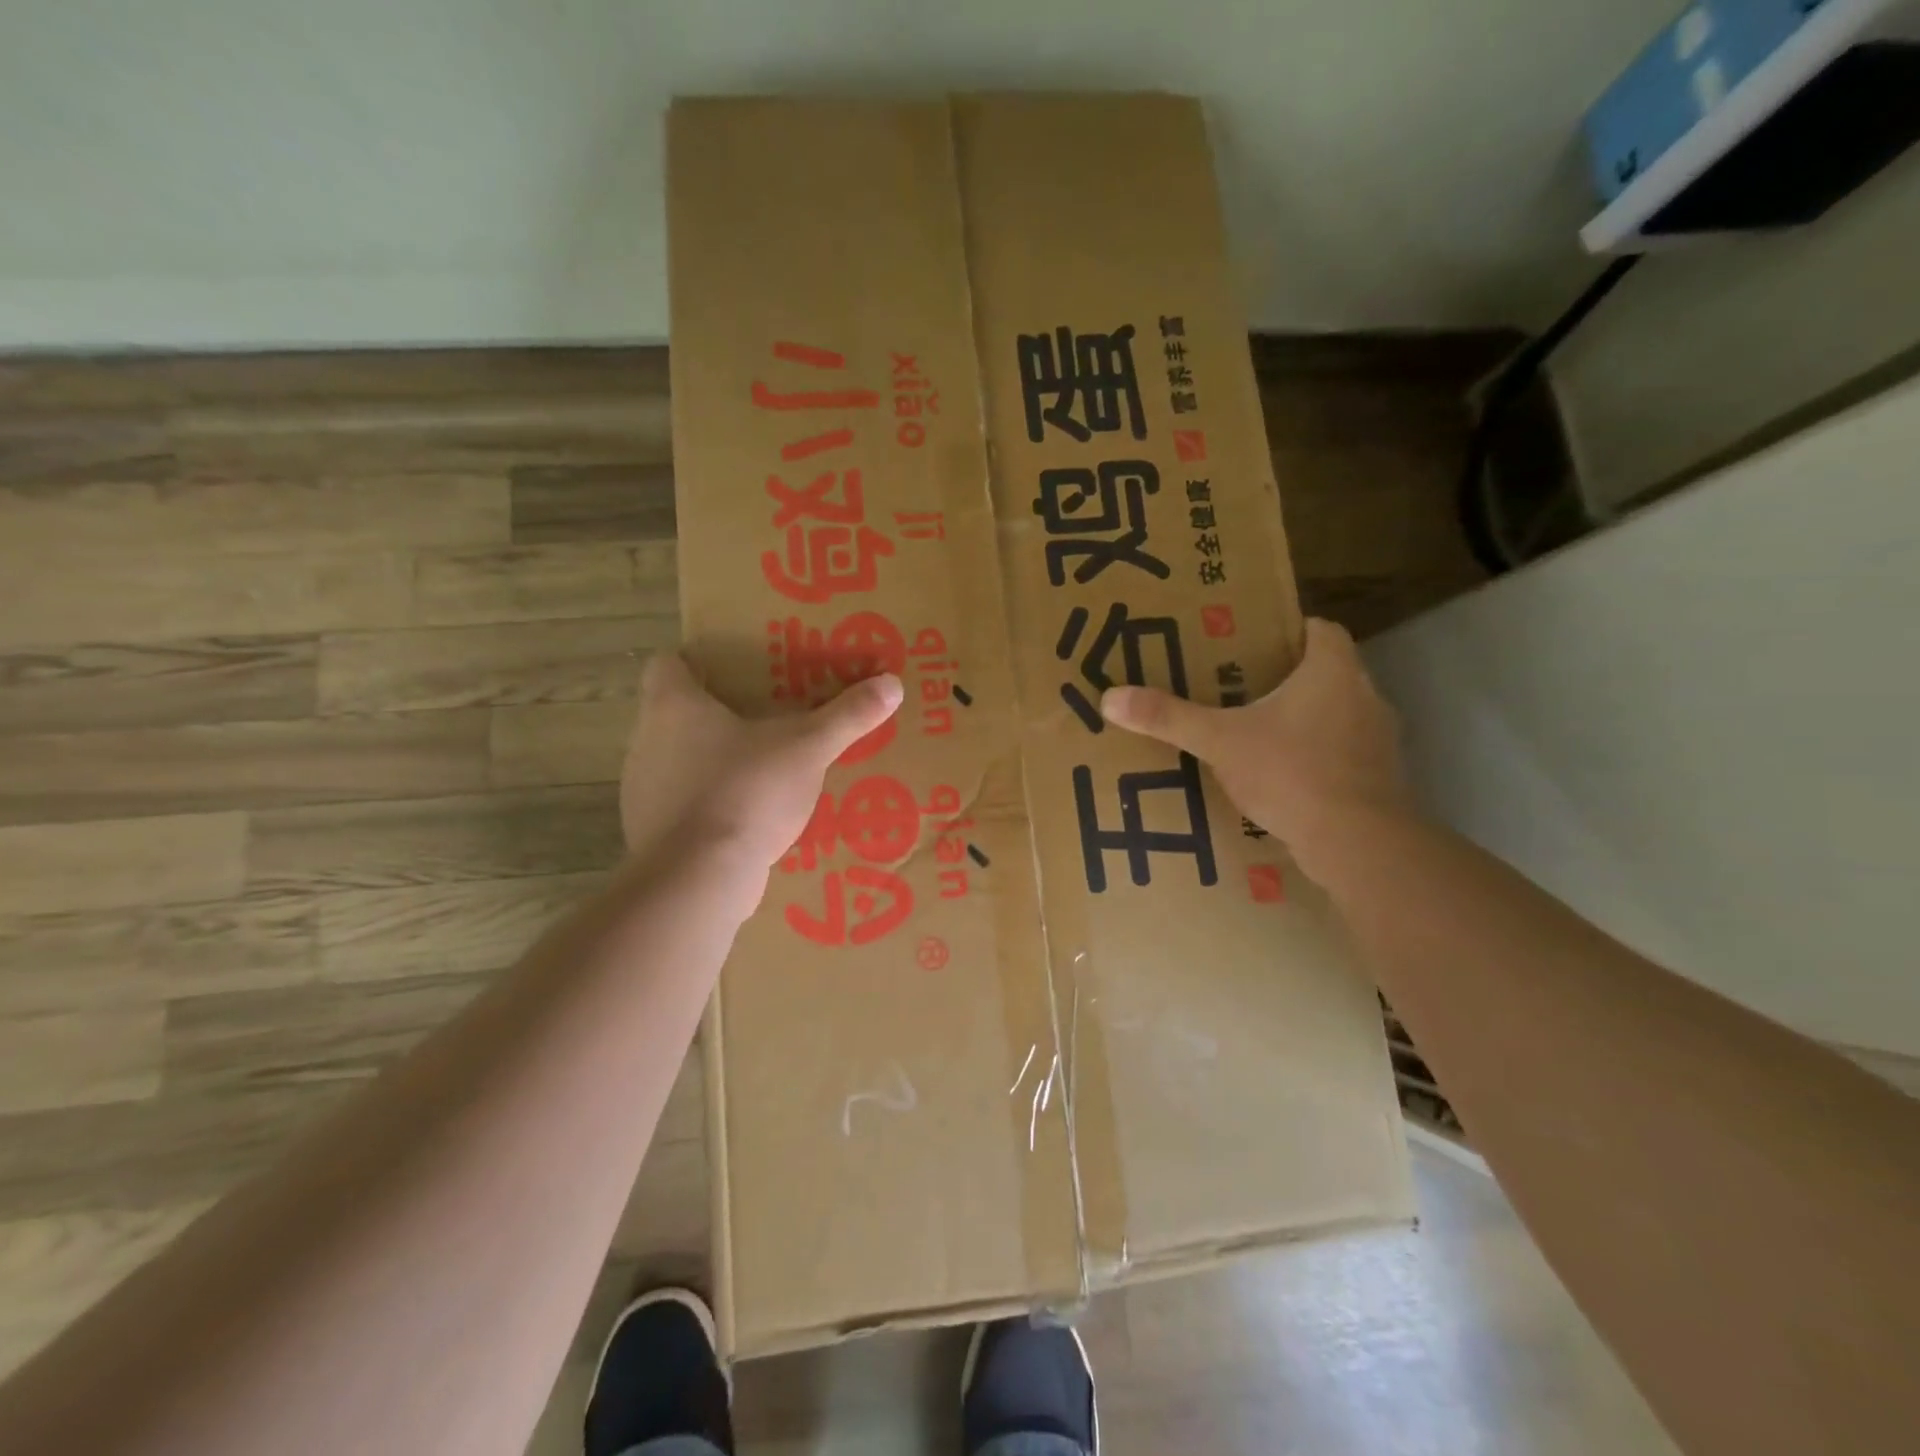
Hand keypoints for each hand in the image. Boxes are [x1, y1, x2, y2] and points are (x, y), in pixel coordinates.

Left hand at [620, 653, 903, 874]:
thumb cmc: (745, 791)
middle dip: (718, 714)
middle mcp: (646, 740)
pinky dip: (712, 804)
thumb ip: (847, 716)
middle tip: (766, 716)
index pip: (666, 663)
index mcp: (672, 705)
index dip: (697, 662)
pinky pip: (685, 804)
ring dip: (714, 762)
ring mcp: (643, 790)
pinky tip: (750, 816)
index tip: (735, 672)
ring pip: (680, 760)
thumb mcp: (807, 749)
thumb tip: (892, 683)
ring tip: (764, 766)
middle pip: (676, 713)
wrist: (698, 879)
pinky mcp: (653, 831)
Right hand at [1099, 619, 1410, 872]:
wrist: (1357, 843)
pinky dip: (1314, 758)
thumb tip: (1110, 697)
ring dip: (1301, 720)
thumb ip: (1169, 718)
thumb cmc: (1292, 771)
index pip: (1320, 629)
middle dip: (1285, 678)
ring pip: (1335, 714)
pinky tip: (1280, 777)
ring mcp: (1378, 740)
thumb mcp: (1220, 741)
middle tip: (1237, 687)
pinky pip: (1341, 754)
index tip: (1251, 643)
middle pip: (1325, 672)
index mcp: (1333, 670)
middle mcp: (1365, 695)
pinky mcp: (1378, 780)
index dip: (1288, 630)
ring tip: (1253, 732)